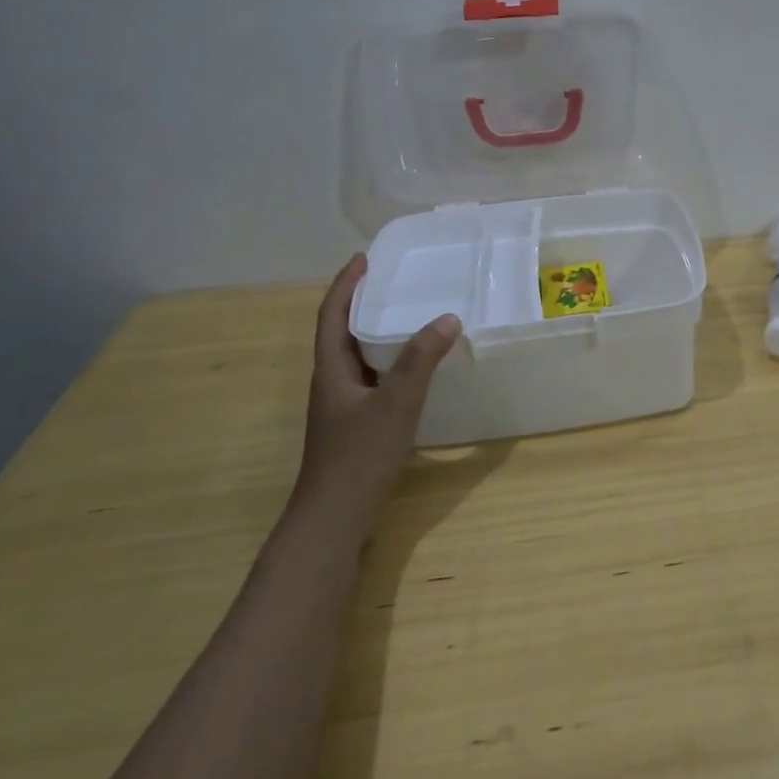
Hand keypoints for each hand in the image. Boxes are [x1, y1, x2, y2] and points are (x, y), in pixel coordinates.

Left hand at [298, 253, 459, 532]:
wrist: (334, 520)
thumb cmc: (358, 457)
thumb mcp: (395, 404)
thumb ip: (421, 360)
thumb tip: (448, 317)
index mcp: (331, 370)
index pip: (332, 314)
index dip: (346, 284)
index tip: (365, 258)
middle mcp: (332, 382)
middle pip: (342, 331)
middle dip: (363, 302)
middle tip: (395, 280)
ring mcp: (342, 406)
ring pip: (358, 356)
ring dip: (377, 331)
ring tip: (409, 314)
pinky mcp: (356, 425)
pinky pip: (372, 378)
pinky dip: (390, 361)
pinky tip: (415, 368)